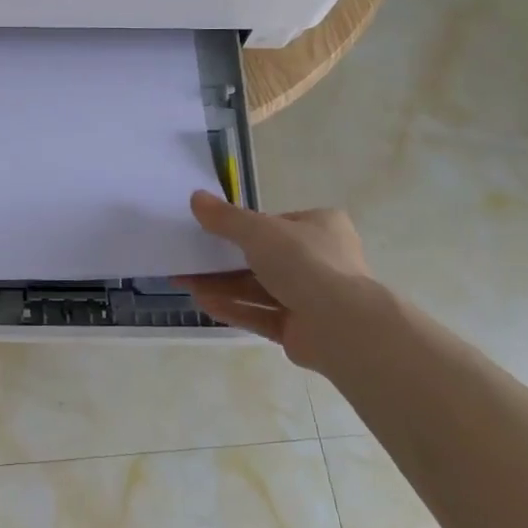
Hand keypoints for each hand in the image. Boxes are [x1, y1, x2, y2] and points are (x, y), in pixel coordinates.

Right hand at [178, 191, 391, 368]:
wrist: (342, 326)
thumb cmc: (305, 263)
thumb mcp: (258, 230)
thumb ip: (225, 217)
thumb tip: (196, 198)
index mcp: (320, 227)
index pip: (275, 224)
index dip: (242, 227)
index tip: (211, 232)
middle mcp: (321, 260)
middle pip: (263, 258)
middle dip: (223, 261)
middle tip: (190, 260)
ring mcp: (313, 298)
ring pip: (259, 288)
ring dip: (222, 285)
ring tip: (185, 283)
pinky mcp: (301, 330)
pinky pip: (261, 314)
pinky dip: (234, 309)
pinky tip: (203, 303)